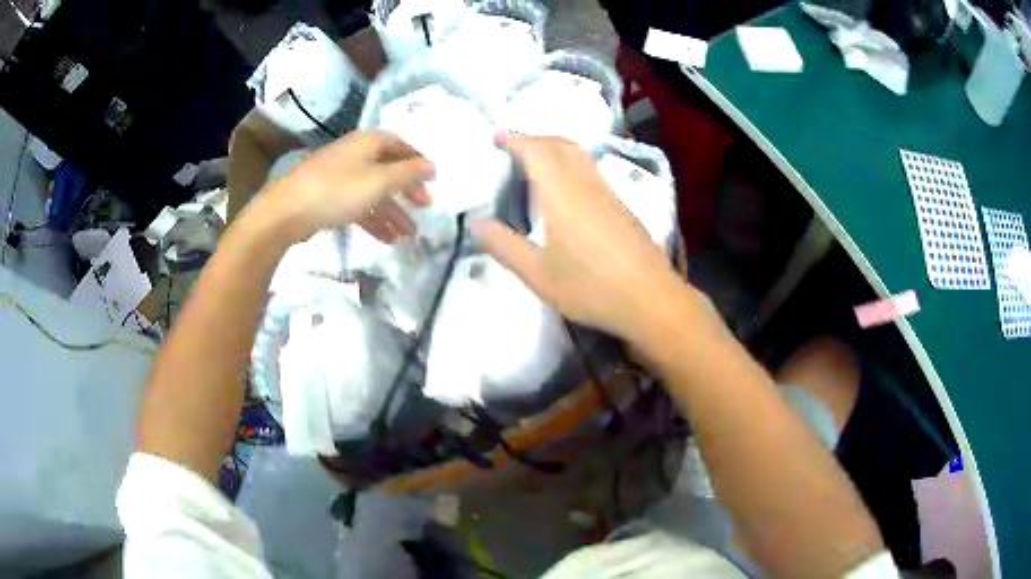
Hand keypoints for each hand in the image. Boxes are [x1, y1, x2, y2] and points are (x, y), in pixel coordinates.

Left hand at [263, 131, 434, 241]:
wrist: (287, 212)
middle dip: (408, 190)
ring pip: (374, 191)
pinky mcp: (329, 198)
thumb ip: (408, 173)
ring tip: (409, 234)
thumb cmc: (337, 191)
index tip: (435, 179)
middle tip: (426, 206)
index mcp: (368, 143)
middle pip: (388, 169)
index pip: (401, 145)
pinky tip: (386, 239)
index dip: (419, 160)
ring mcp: (340, 177)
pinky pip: (358, 206)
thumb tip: (433, 165)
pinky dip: (373, 221)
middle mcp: (355, 155)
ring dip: (393, 212)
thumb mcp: (379, 181)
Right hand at [473, 135, 689, 341]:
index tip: (496, 137)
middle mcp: (587, 184)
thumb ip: (504, 246)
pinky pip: (592, 171)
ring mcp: (609, 194)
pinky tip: (567, 191)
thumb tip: (475, 222)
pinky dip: (571, 165)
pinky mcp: (623, 208)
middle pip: (561, 145)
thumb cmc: (591, 288)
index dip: (515, 140)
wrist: (651, 300)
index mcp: (562, 194)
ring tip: (536, 164)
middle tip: (513, 148)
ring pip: (581, 156)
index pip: (536, 151)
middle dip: (535, 138)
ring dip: (556, 149)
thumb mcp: (537, 275)